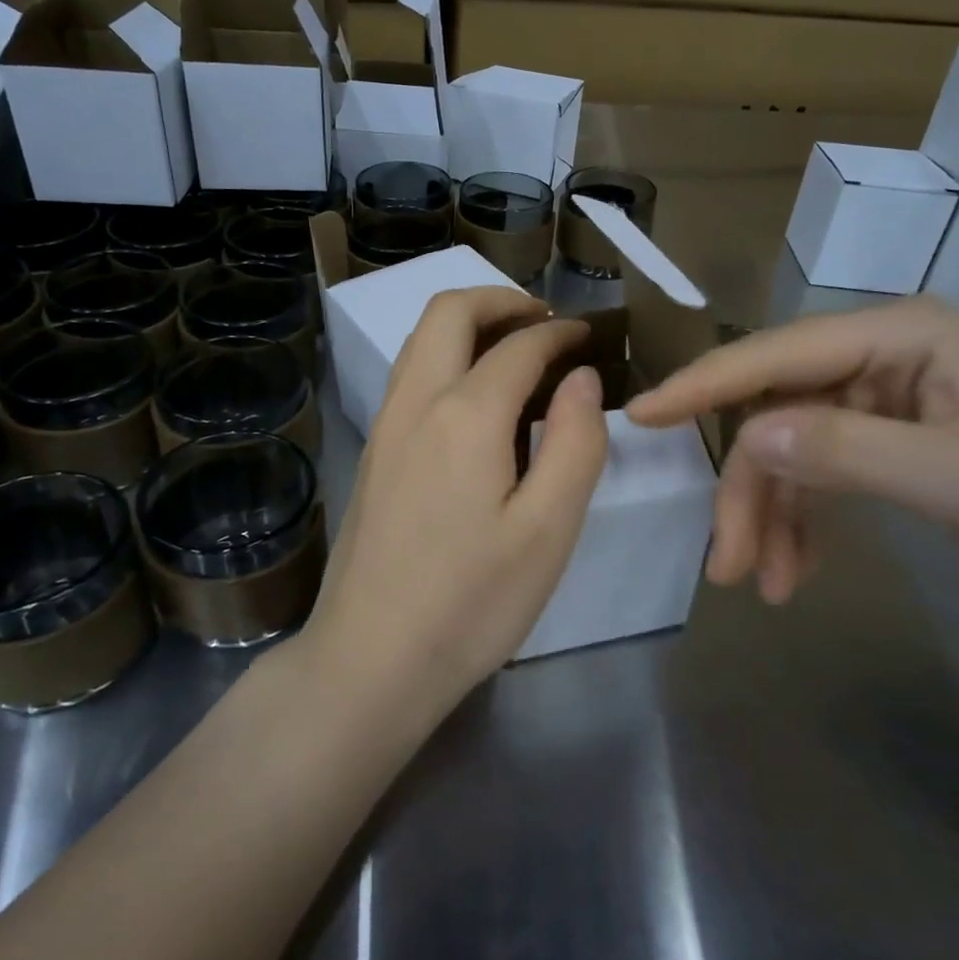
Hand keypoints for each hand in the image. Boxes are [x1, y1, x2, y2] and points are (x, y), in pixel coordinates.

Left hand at [304, 287, 609, 712]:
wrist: (371, 658)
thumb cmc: (472, 602)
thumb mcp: (548, 530)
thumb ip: (575, 443)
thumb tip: (580, 378)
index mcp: (465, 415)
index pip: (518, 346)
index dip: (559, 333)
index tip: (587, 336)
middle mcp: (416, 403)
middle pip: (448, 313)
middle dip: (500, 301)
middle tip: (546, 321)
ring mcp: (384, 426)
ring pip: (420, 340)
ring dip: (467, 325)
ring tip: (514, 348)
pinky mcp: (371, 453)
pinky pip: (408, 375)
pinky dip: (445, 356)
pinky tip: (474, 398)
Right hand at [626, 296, 958, 605]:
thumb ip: (851, 452)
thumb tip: (748, 436)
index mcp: (896, 334)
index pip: (777, 355)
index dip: (706, 385)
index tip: (641, 415)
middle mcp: (874, 355)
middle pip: (774, 413)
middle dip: (748, 490)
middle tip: (727, 563)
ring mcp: (873, 399)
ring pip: (786, 450)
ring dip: (768, 516)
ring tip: (761, 585)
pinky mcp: (876, 440)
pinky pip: (813, 474)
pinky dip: (797, 522)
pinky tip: (795, 572)